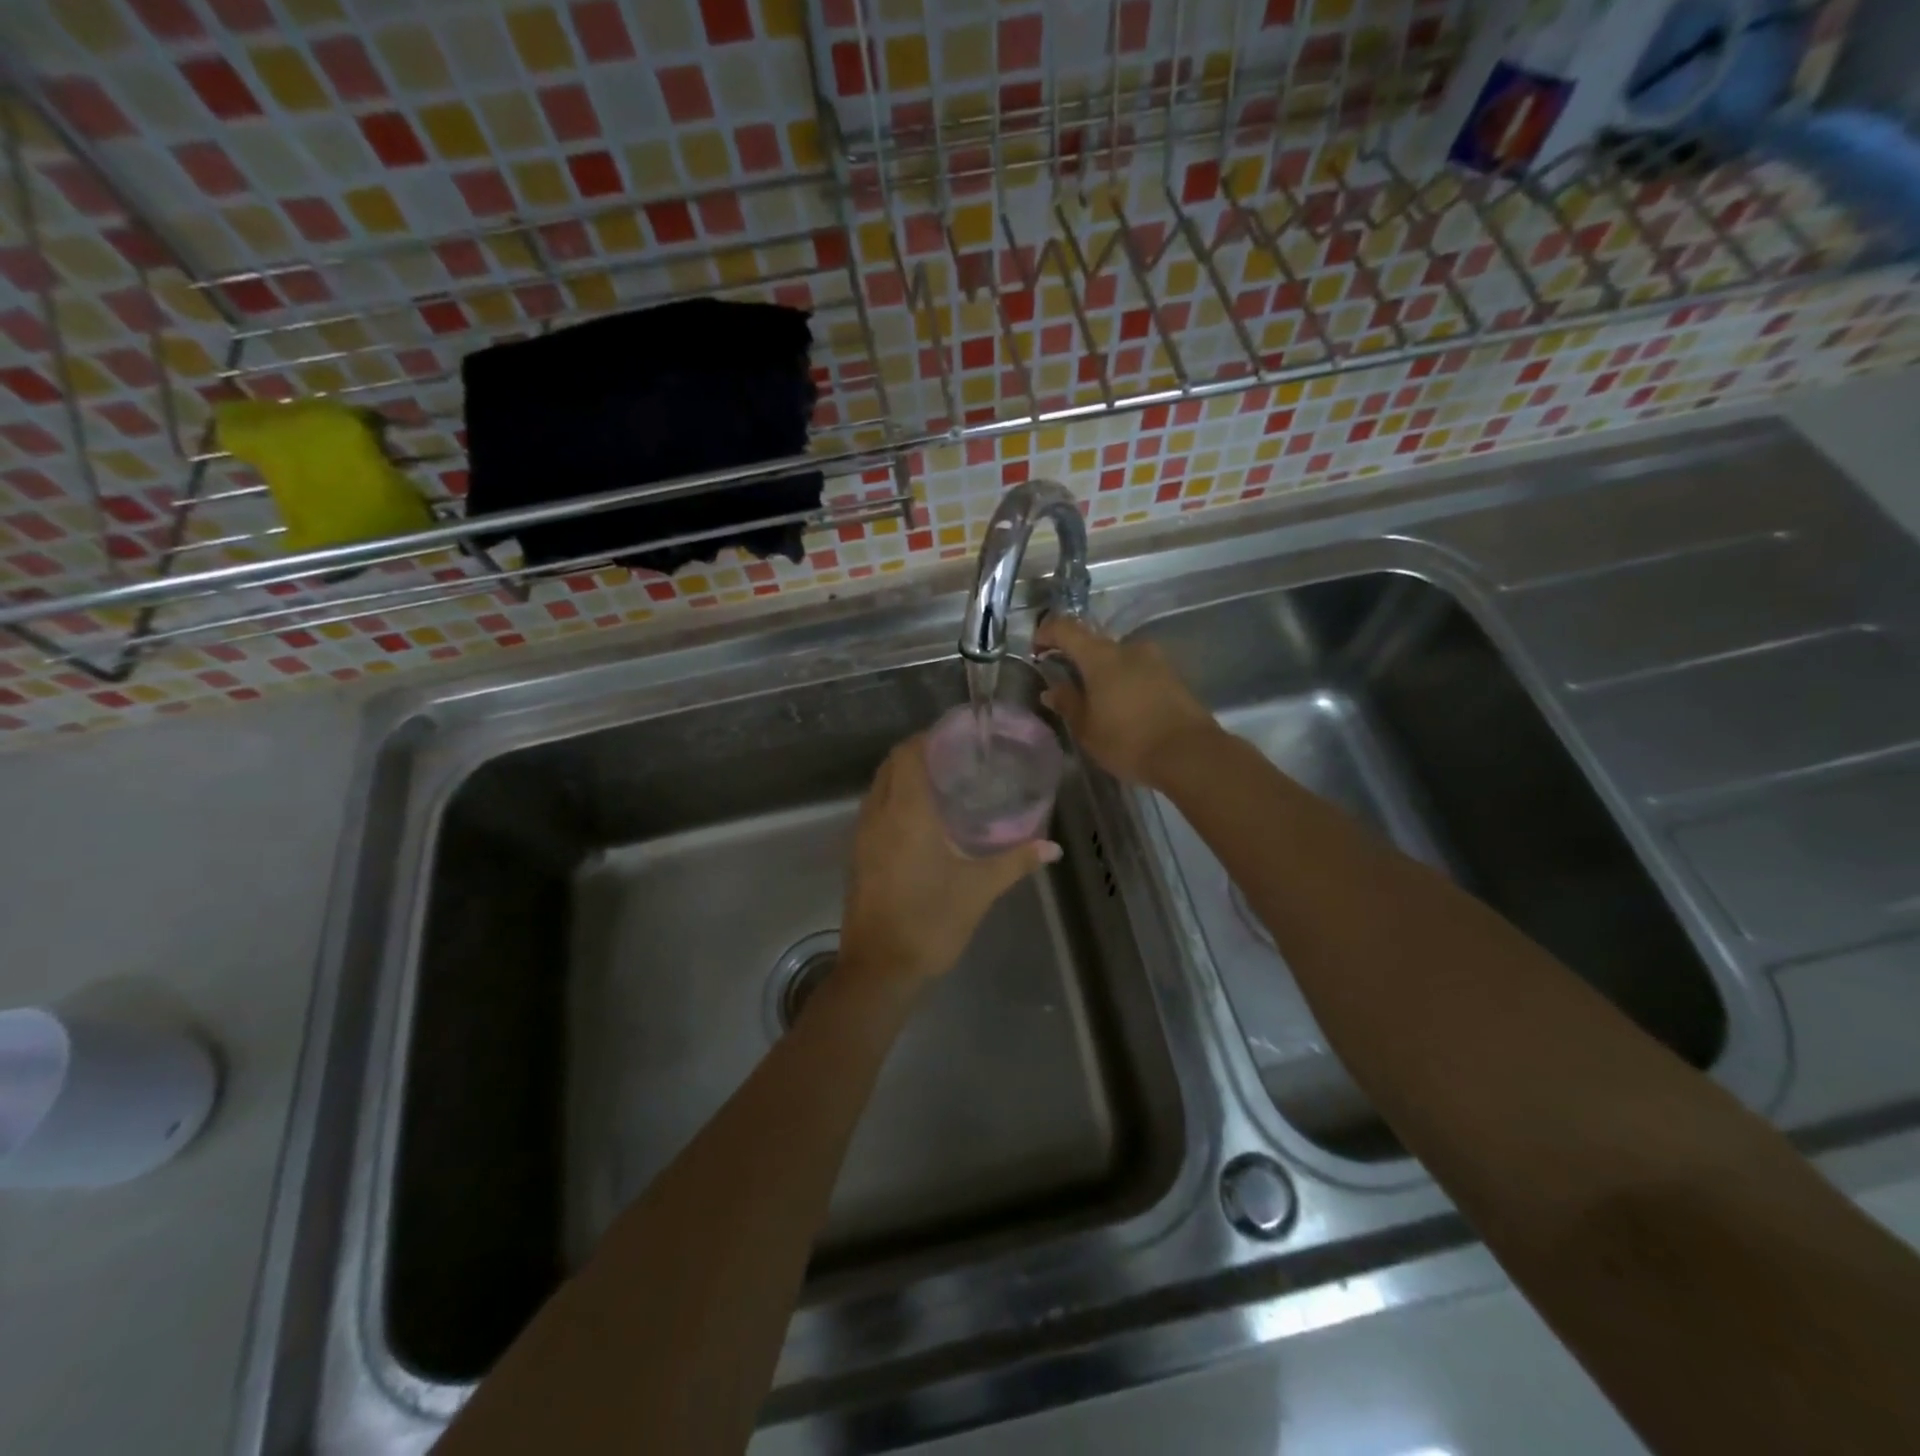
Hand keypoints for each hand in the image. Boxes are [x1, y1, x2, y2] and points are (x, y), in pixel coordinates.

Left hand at [839, 735, 1059, 985]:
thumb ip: (1015, 861)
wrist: (880, 969)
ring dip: (902, 776)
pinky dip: (893, 799)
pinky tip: (920, 818)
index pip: (909, 754)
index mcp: (906, 813)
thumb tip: (1051, 847)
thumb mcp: (979, 889)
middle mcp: (878, 815)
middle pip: (891, 765)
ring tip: (941, 781)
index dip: (929, 738)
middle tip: (956, 757)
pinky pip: (873, 810)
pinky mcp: (857, 856)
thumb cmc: (931, 922)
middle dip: (918, 753)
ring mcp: (862, 836)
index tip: (958, 736)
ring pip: (878, 787)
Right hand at [1033, 615, 1219, 788]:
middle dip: (1076, 658)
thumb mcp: (1087, 729)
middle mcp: (1128, 648)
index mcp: (1101, 656)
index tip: (1037, 650)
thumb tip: (1052, 689)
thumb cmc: (1128, 741)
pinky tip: (1122, 706)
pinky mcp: (1172, 676)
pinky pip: (1138, 670)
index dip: (1047, 633)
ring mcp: (1155, 660)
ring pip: (1118, 657)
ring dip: (1103, 672)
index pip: (1066, 628)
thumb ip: (1068, 703)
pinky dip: (1124, 681)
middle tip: (1066, 683)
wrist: (1190, 754)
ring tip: (1096, 700)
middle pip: (1093, 642)